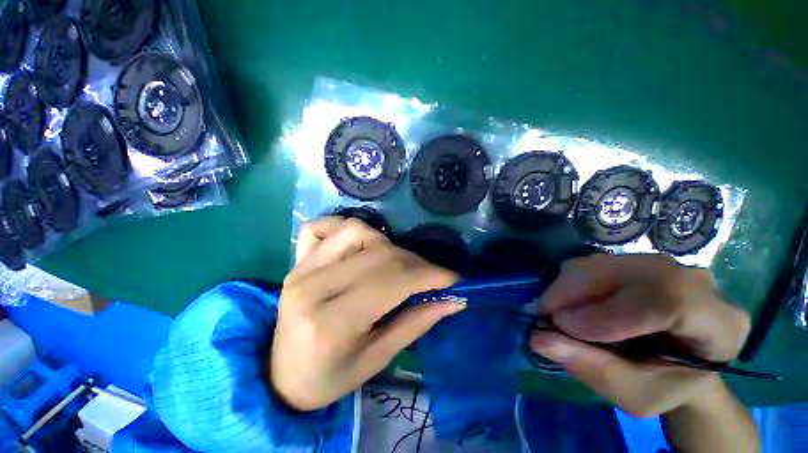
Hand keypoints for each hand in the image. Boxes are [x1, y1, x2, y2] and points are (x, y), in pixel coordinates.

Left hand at [271, 217, 462, 411]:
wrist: (280, 376)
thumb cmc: (329, 378)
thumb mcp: (377, 361)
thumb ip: (415, 324)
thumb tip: (452, 300)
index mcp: (331, 323)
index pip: (391, 282)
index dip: (428, 276)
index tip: (453, 279)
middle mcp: (313, 286)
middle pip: (379, 254)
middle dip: (415, 263)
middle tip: (431, 277)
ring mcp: (301, 268)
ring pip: (356, 230)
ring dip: (386, 243)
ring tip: (395, 264)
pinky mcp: (297, 260)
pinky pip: (325, 225)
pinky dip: (349, 228)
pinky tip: (361, 245)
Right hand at [530, 254, 750, 416]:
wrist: (677, 363)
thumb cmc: (664, 385)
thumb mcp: (635, 393)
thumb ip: (593, 369)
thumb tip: (539, 339)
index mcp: (720, 323)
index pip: (671, 301)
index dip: (612, 312)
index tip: (565, 325)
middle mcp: (697, 282)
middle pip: (630, 274)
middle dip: (576, 292)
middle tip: (544, 314)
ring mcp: (664, 265)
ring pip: (605, 263)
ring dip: (568, 285)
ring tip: (554, 311)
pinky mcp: (635, 261)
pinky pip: (594, 262)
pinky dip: (570, 280)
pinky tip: (567, 302)